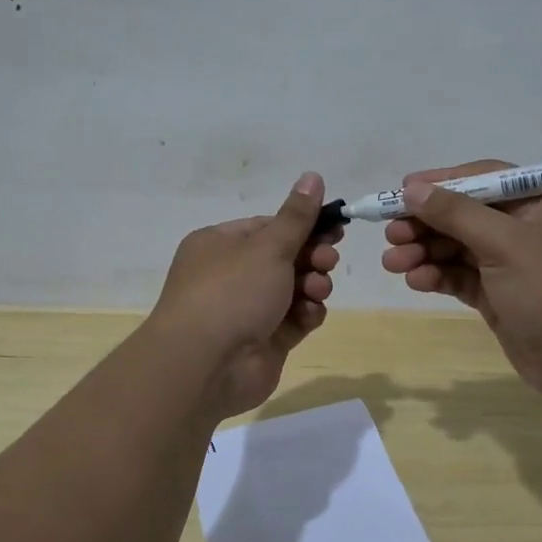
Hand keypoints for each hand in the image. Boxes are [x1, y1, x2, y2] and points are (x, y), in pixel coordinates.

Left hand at [150, 172, 341, 418]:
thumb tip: (313, 175)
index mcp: (220, 245)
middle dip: (311, 257)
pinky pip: (293, 319)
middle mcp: (230, 275)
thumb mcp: (268, 246)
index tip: (334, 227)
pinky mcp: (264, 341)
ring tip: (316, 290)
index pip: (268, 227)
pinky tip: (309, 314)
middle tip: (328, 259)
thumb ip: (297, 216)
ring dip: (312, 285)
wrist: (206, 365)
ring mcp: (246, 310)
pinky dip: (305, 314)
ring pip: (292, 289)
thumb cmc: (232, 292)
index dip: (302, 226)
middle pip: (283, 258)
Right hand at [380, 159, 541, 401]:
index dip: (441, 183)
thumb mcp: (505, 243)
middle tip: (391, 234)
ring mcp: (511, 264)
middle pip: (464, 214)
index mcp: (538, 202)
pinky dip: (437, 276)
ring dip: (424, 252)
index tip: (402, 192)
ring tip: (393, 262)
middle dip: (426, 223)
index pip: (482, 178)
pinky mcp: (499, 296)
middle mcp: (524, 228)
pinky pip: (460, 277)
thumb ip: (456, 213)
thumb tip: (412, 189)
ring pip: (457, 247)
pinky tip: (415, 281)